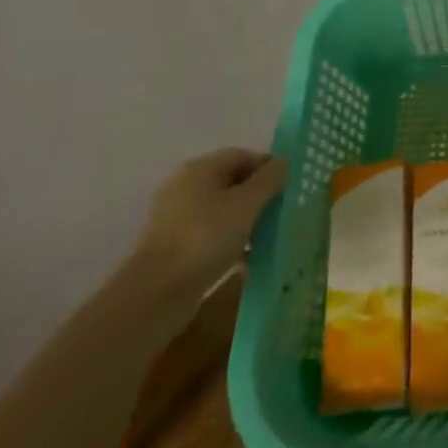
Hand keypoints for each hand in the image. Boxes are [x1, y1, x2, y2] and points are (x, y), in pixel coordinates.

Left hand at [134, 148, 286, 295]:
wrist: (157, 292)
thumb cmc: (206, 237)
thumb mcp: (246, 204)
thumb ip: (269, 179)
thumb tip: (284, 162)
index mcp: (199, 169)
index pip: (241, 155)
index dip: (268, 166)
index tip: (290, 186)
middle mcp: (185, 187)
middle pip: (231, 181)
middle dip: (260, 194)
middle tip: (283, 210)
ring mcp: (177, 218)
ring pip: (223, 209)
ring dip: (248, 219)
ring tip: (269, 235)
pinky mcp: (176, 246)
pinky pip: (212, 233)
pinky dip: (232, 239)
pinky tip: (248, 257)